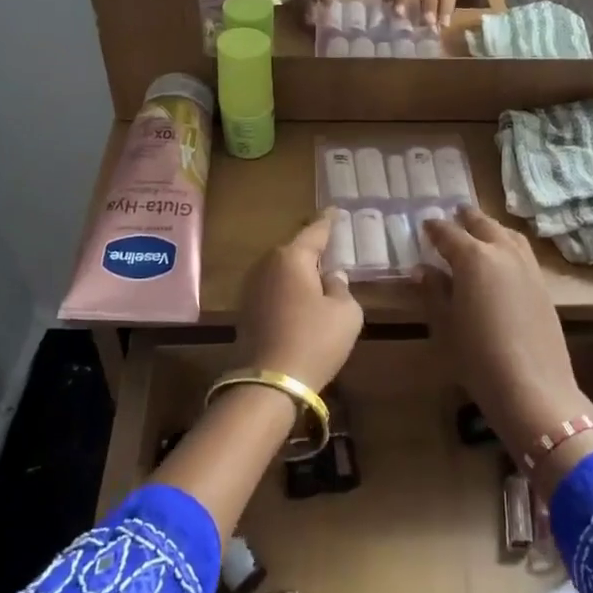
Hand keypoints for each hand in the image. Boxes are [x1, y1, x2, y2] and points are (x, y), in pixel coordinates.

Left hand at [237, 214, 363, 391]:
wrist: (270, 382)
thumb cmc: (315, 340)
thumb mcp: (345, 312)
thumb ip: (341, 287)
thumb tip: (331, 277)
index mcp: (292, 257)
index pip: (315, 231)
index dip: (328, 220)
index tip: (336, 209)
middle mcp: (267, 265)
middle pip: (294, 249)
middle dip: (313, 248)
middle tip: (332, 248)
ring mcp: (252, 287)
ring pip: (282, 269)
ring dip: (299, 271)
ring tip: (319, 275)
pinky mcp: (247, 310)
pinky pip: (274, 288)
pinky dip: (289, 289)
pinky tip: (302, 299)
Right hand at [418, 207, 592, 490]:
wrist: (533, 387)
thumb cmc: (477, 357)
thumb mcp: (445, 324)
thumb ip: (433, 291)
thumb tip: (422, 269)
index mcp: (473, 257)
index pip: (449, 233)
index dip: (435, 228)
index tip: (425, 223)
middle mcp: (503, 252)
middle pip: (483, 225)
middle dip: (466, 218)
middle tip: (454, 214)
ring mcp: (528, 267)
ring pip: (508, 234)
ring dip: (491, 228)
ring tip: (480, 230)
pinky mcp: (544, 285)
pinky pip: (523, 252)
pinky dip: (508, 245)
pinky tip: (502, 259)